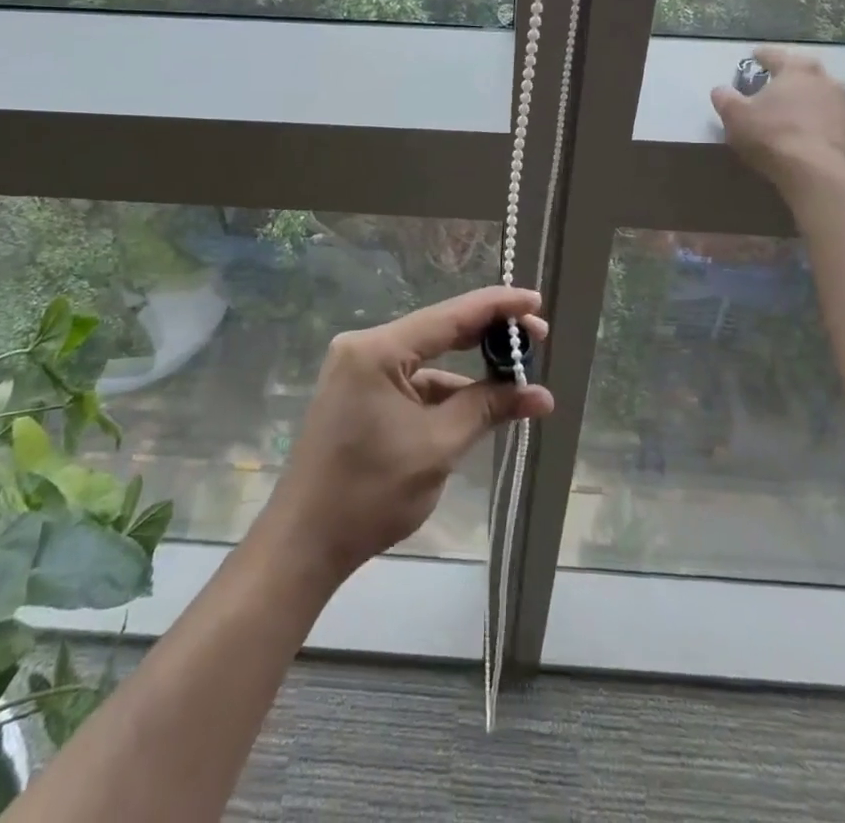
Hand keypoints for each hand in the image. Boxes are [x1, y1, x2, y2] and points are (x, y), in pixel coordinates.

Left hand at [257, 287, 553, 586]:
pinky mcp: (360, 394)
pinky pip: (412, 382)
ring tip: (516, 382)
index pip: (449, 316)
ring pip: (428, 360)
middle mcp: (365, 347)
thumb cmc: (370, 492)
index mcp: (377, 349)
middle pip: (439, 331)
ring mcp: (359, 370)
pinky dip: (445, 393)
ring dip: (469, 372)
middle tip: (538, 340)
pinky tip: (479, 406)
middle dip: (488, 337)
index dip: (497, 306)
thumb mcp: (438, 447)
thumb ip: (487, 408)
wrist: (305, 543)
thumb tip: (540, 394)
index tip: (536, 302)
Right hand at [710, 46, 844, 194]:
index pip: (775, 55)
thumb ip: (725, 98)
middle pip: (802, 71)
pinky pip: (828, 118)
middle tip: (772, 84)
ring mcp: (843, 104)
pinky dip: (816, 120)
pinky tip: (804, 132)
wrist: (814, 172)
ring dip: (805, 98)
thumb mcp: (735, 115)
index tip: (753, 57)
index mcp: (797, 68)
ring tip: (789, 110)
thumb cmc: (771, 135)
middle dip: (787, 76)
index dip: (761, 56)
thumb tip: (721, 90)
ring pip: (819, 94)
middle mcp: (825, 79)